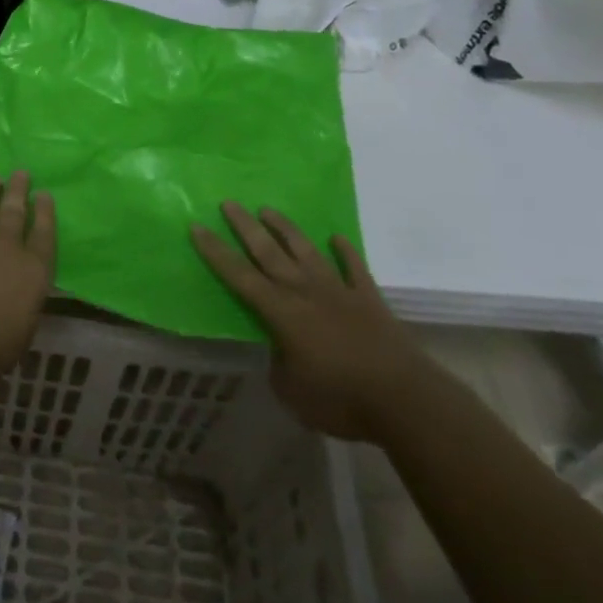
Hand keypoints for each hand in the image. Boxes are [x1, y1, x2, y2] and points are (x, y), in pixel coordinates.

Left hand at [0, 173, 54, 387]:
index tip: (43, 194)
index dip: (44, 212)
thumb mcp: (22, 330)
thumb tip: (18, 296)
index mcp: (33, 270)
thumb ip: (23, 305)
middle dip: (18, 190)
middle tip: (20, 173)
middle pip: (14, 210)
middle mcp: (6, 246)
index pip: (44, 233)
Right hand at [192, 203, 433, 441]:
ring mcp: (338, 292)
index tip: (197, 226)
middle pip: (269, 252)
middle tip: (228, 202)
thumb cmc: (341, 399)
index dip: (215, 252)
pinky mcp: (369, 300)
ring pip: (306, 251)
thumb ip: (279, 366)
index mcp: (280, 312)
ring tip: (268, 209)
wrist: (405, 400)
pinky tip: (336, 238)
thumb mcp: (292, 393)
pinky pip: (354, 268)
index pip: (239, 276)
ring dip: (285, 229)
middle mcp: (304, 292)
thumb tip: (281, 353)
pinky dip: (345, 252)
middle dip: (245, 227)